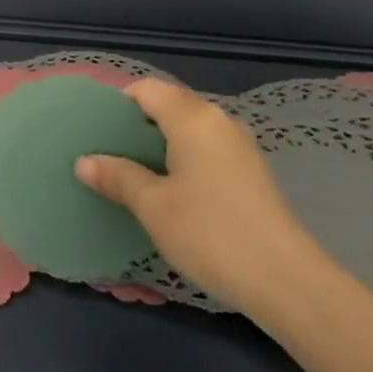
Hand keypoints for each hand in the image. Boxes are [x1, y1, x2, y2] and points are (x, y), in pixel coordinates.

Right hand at [76, 79, 327, 315]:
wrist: (288, 282)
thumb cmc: (210, 233)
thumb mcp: (152, 206)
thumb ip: (118, 177)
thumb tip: (84, 161)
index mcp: (193, 118)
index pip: (147, 89)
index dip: (118, 103)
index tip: (96, 129)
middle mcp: (219, 122)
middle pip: (170, 106)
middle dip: (137, 125)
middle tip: (107, 152)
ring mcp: (241, 148)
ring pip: (190, 131)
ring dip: (160, 145)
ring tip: (132, 172)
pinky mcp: (252, 174)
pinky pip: (207, 151)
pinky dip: (183, 160)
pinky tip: (169, 191)